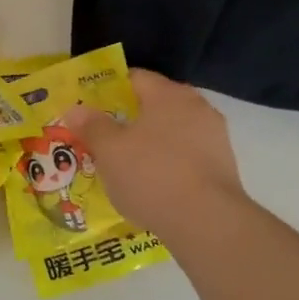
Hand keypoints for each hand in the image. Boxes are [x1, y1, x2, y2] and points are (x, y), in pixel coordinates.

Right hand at [63, 70, 247, 243]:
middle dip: (130, 119)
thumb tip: (75, 109)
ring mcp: (215, 137)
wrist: (206, 221)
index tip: (91, 108)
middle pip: (156, 105)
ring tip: (127, 165)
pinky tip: (153, 185)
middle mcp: (197, 107)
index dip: (110, 90)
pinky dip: (169, 164)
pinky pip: (187, 156)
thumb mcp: (110, 151)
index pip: (135, 78)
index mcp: (169, 94)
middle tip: (105, 138)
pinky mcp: (223, 166)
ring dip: (151, 143)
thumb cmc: (151, 175)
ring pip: (173, 132)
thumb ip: (92, 126)